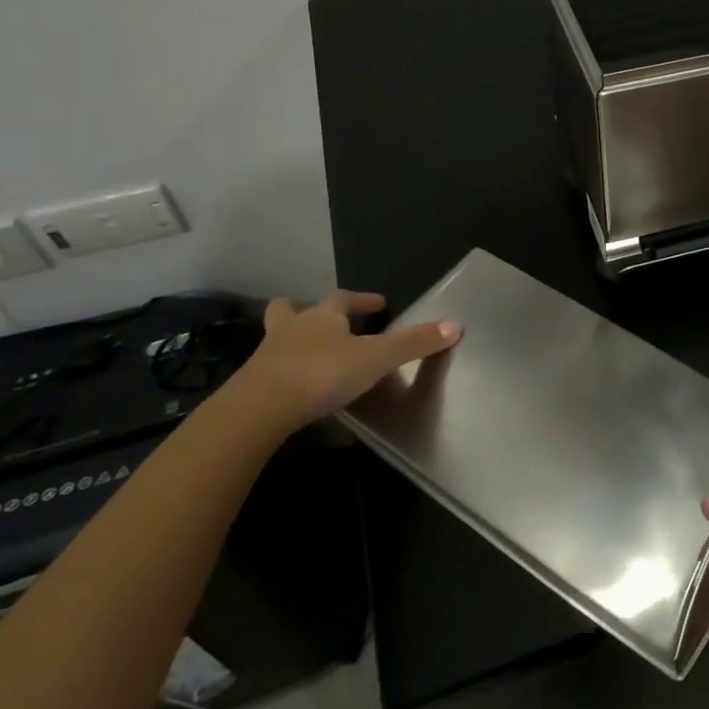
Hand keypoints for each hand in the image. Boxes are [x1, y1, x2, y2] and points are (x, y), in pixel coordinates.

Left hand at [232, 290, 459, 434]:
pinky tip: (295, 389)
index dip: (362, 300)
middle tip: (322, 319)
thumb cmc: (322, 374)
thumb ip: (414, 343)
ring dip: (291, 341)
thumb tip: (456, 325)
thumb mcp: (377, 358)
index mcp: (323, 317)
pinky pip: (270, 372)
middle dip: (305, 311)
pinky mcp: (251, 387)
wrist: (258, 410)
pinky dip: (283, 374)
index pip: (344, 299)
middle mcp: (292, 329)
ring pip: (276, 339)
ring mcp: (266, 357)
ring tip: (307, 354)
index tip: (378, 303)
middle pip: (291, 310)